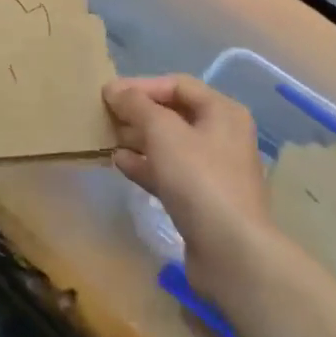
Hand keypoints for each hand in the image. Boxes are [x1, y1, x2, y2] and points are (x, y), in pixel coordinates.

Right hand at [104, 75, 274, 298]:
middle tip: (105, 116)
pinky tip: (120, 163)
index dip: (141, 86)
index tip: (108, 94)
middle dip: (138, 113)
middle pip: (174, 113)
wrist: (230, 252)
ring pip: (170, 144)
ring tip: (107, 138)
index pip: (177, 85)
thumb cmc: (199, 178)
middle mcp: (222, 135)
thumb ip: (136, 105)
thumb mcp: (163, 132)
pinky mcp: (203, 200)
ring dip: (138, 139)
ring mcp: (214, 170)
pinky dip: (146, 165)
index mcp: (222, 111)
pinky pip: (170, 172)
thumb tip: (114, 90)